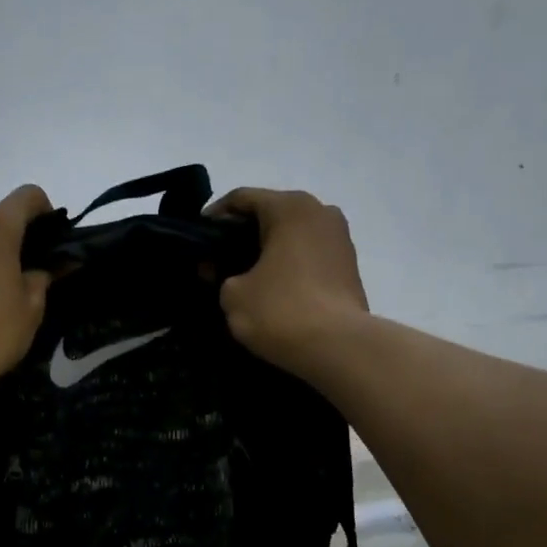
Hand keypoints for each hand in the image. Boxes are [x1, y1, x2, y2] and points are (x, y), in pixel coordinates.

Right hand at [210, 187, 369, 375]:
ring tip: (243, 278)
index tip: (197, 241)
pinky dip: (288, 266)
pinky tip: (271, 290)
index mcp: (290, 207)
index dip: (214, 217)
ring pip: (292, 236)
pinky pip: (308, 256)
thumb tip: (228, 274)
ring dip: (267, 252)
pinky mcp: (350, 267)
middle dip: (241, 235)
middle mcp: (320, 212)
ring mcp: (340, 239)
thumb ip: (221, 275)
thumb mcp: (232, 294)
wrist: (339, 348)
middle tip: (217, 261)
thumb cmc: (281, 310)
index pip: (242, 198)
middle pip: (270, 214)